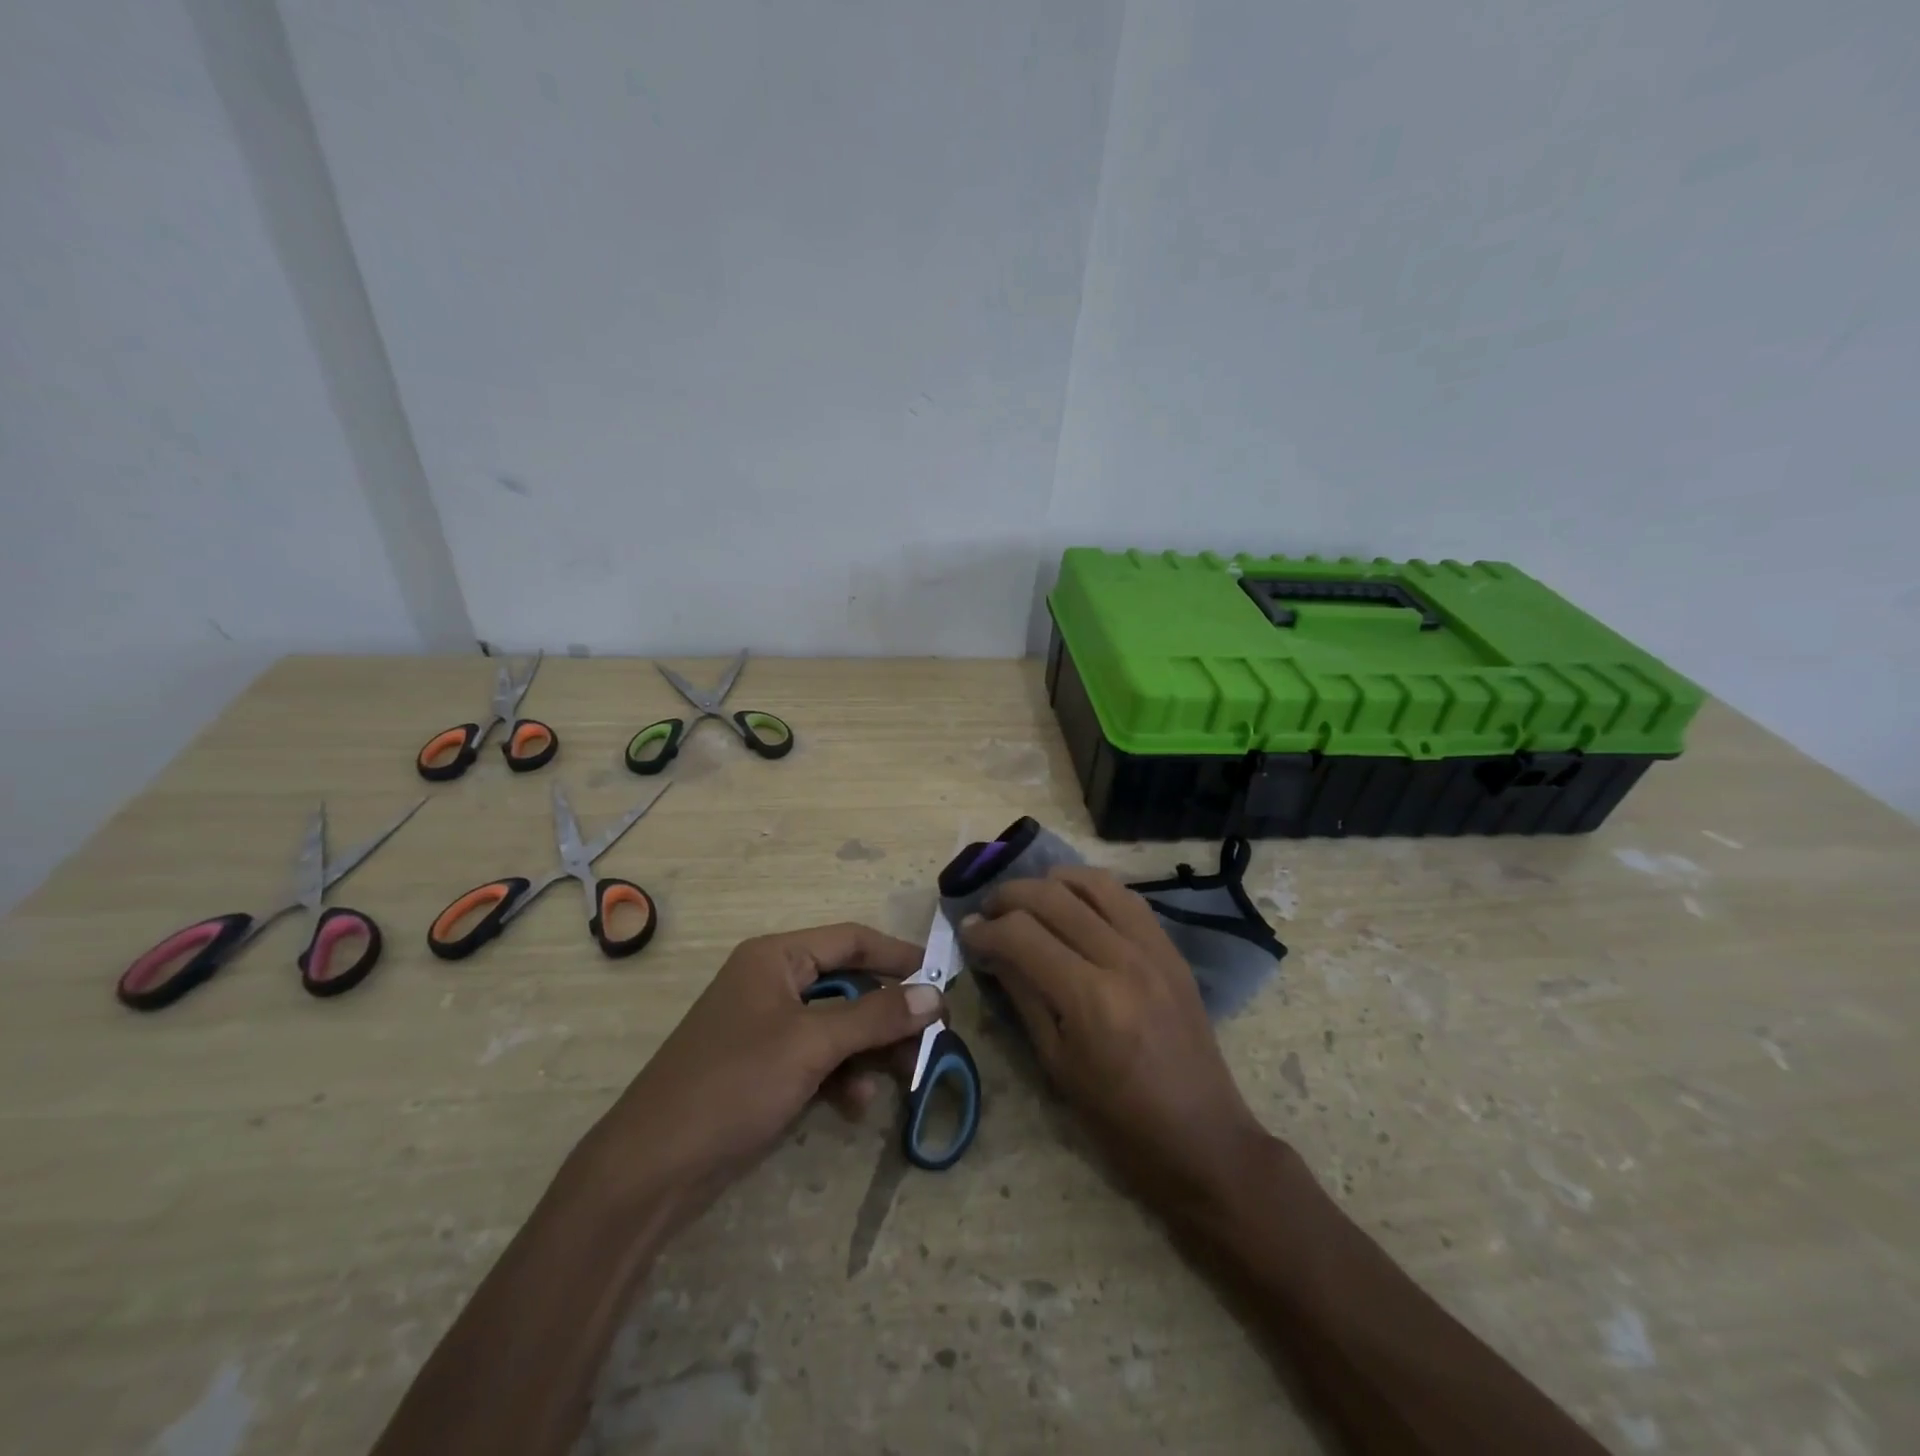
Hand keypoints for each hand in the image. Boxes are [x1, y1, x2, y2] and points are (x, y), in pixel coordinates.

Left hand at [579, 923, 942, 1231]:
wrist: (651, 1170)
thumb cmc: (733, 1085)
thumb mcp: (810, 1044)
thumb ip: (876, 1017)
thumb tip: (934, 995)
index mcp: (775, 958)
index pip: (850, 940)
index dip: (897, 957)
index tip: (940, 980)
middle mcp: (771, 983)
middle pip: (848, 987)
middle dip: (888, 1017)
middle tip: (929, 1043)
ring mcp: (766, 1028)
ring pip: (838, 1027)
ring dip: (869, 1052)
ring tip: (900, 1079)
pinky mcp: (763, 1070)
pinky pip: (817, 1060)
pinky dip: (841, 1077)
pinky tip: (853, 1106)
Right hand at [959, 867, 1267, 1213]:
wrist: (1203, 1139)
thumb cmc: (1119, 1119)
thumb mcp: (1056, 1064)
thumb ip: (1023, 996)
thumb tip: (990, 951)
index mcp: (1090, 998)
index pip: (1021, 935)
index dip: (985, 929)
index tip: (967, 933)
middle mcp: (1122, 958)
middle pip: (1052, 896)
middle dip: (1009, 896)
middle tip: (987, 912)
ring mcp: (1153, 947)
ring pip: (1092, 883)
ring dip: (1050, 882)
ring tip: (1028, 900)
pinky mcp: (1172, 949)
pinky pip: (1126, 897)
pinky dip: (1091, 890)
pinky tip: (1073, 905)